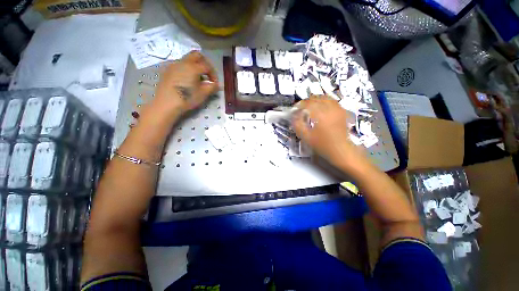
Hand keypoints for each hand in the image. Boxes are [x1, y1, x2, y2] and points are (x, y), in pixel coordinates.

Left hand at [151, 51, 218, 119]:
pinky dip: (187, 70)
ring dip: (195, 67)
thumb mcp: (203, 94)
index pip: (207, 66)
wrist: (166, 103)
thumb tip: (217, 84)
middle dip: (204, 63)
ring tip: (197, 80)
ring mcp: (173, 65)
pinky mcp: (167, 71)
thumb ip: (212, 87)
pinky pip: (180, 66)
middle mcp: (183, 62)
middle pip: (196, 55)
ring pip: (187, 60)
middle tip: (207, 75)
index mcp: (193, 67)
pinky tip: (187, 81)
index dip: (213, 74)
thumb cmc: (187, 98)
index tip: (215, 83)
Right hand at [291, 97, 368, 170]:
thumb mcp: (306, 137)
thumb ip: (297, 125)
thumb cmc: (323, 145)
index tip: (295, 109)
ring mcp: (337, 109)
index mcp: (320, 114)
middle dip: (307, 101)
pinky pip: (332, 101)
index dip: (299, 104)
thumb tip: (293, 116)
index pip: (307, 103)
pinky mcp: (342, 112)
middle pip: (316, 98)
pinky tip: (322, 107)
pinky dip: (325, 102)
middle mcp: (329, 108)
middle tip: (301, 107)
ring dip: (316, 100)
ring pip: (325, 98)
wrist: (341, 150)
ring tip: (310, 106)